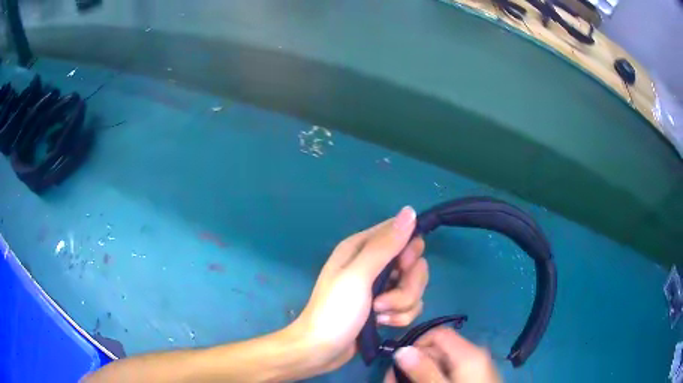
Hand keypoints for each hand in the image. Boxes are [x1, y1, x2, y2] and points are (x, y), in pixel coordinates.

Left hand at [290, 206, 427, 374]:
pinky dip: (399, 317)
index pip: (402, 234)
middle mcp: (373, 264)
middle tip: (383, 300)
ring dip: (401, 305)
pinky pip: (410, 306)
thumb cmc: (334, 311)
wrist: (321, 350)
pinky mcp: (386, 308)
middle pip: (413, 265)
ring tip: (379, 315)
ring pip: (414, 288)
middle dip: (407, 286)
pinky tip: (382, 324)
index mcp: (361, 247)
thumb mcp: (358, 276)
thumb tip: (410, 211)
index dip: (409, 251)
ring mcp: (381, 288)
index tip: (403, 267)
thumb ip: (385, 245)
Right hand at [385, 327, 500, 382]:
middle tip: (392, 380)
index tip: (398, 362)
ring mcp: (476, 367)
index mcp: (469, 354)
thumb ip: (424, 371)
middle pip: (438, 350)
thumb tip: (402, 350)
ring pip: (441, 363)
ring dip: (420, 373)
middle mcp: (474, 355)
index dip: (416, 343)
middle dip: (413, 363)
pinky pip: (450, 372)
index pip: (437, 334)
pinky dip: (433, 378)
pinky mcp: (475, 377)